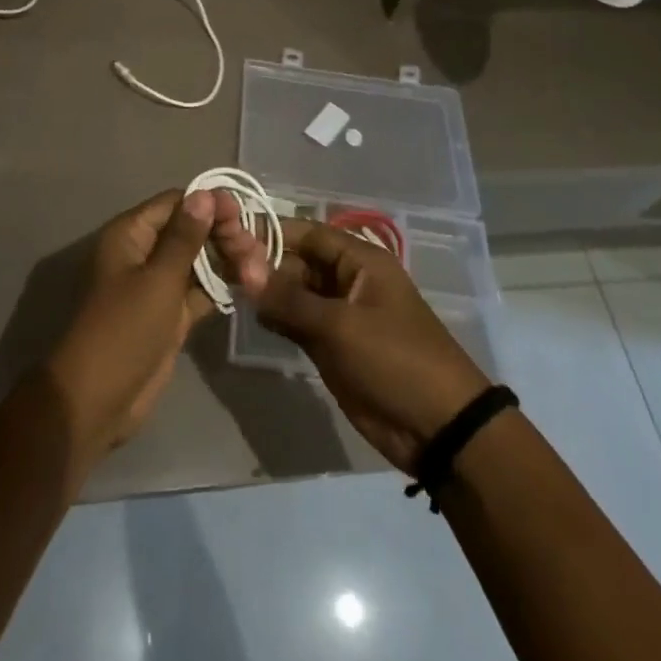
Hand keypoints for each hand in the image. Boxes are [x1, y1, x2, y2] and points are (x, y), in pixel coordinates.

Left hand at [46, 189, 269, 459]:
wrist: (97, 401)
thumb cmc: (124, 330)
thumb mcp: (158, 279)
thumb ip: (185, 237)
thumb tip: (205, 193)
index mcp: (131, 234)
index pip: (176, 202)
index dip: (210, 204)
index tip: (243, 217)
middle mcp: (144, 252)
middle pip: (191, 229)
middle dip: (223, 235)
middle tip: (253, 252)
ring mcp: (158, 284)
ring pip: (199, 260)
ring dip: (227, 260)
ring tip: (258, 270)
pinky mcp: (170, 314)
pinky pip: (200, 290)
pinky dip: (221, 286)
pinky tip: (250, 285)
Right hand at [247, 219, 489, 472]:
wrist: (440, 428)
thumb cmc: (394, 360)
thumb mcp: (340, 327)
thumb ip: (289, 299)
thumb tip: (244, 270)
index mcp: (360, 261)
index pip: (307, 233)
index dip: (271, 232)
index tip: (229, 234)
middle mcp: (348, 280)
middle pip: (299, 261)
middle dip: (264, 263)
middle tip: (220, 265)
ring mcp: (341, 314)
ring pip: (296, 292)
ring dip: (268, 292)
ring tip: (227, 286)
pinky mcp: (335, 345)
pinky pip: (300, 321)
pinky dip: (278, 318)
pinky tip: (252, 316)